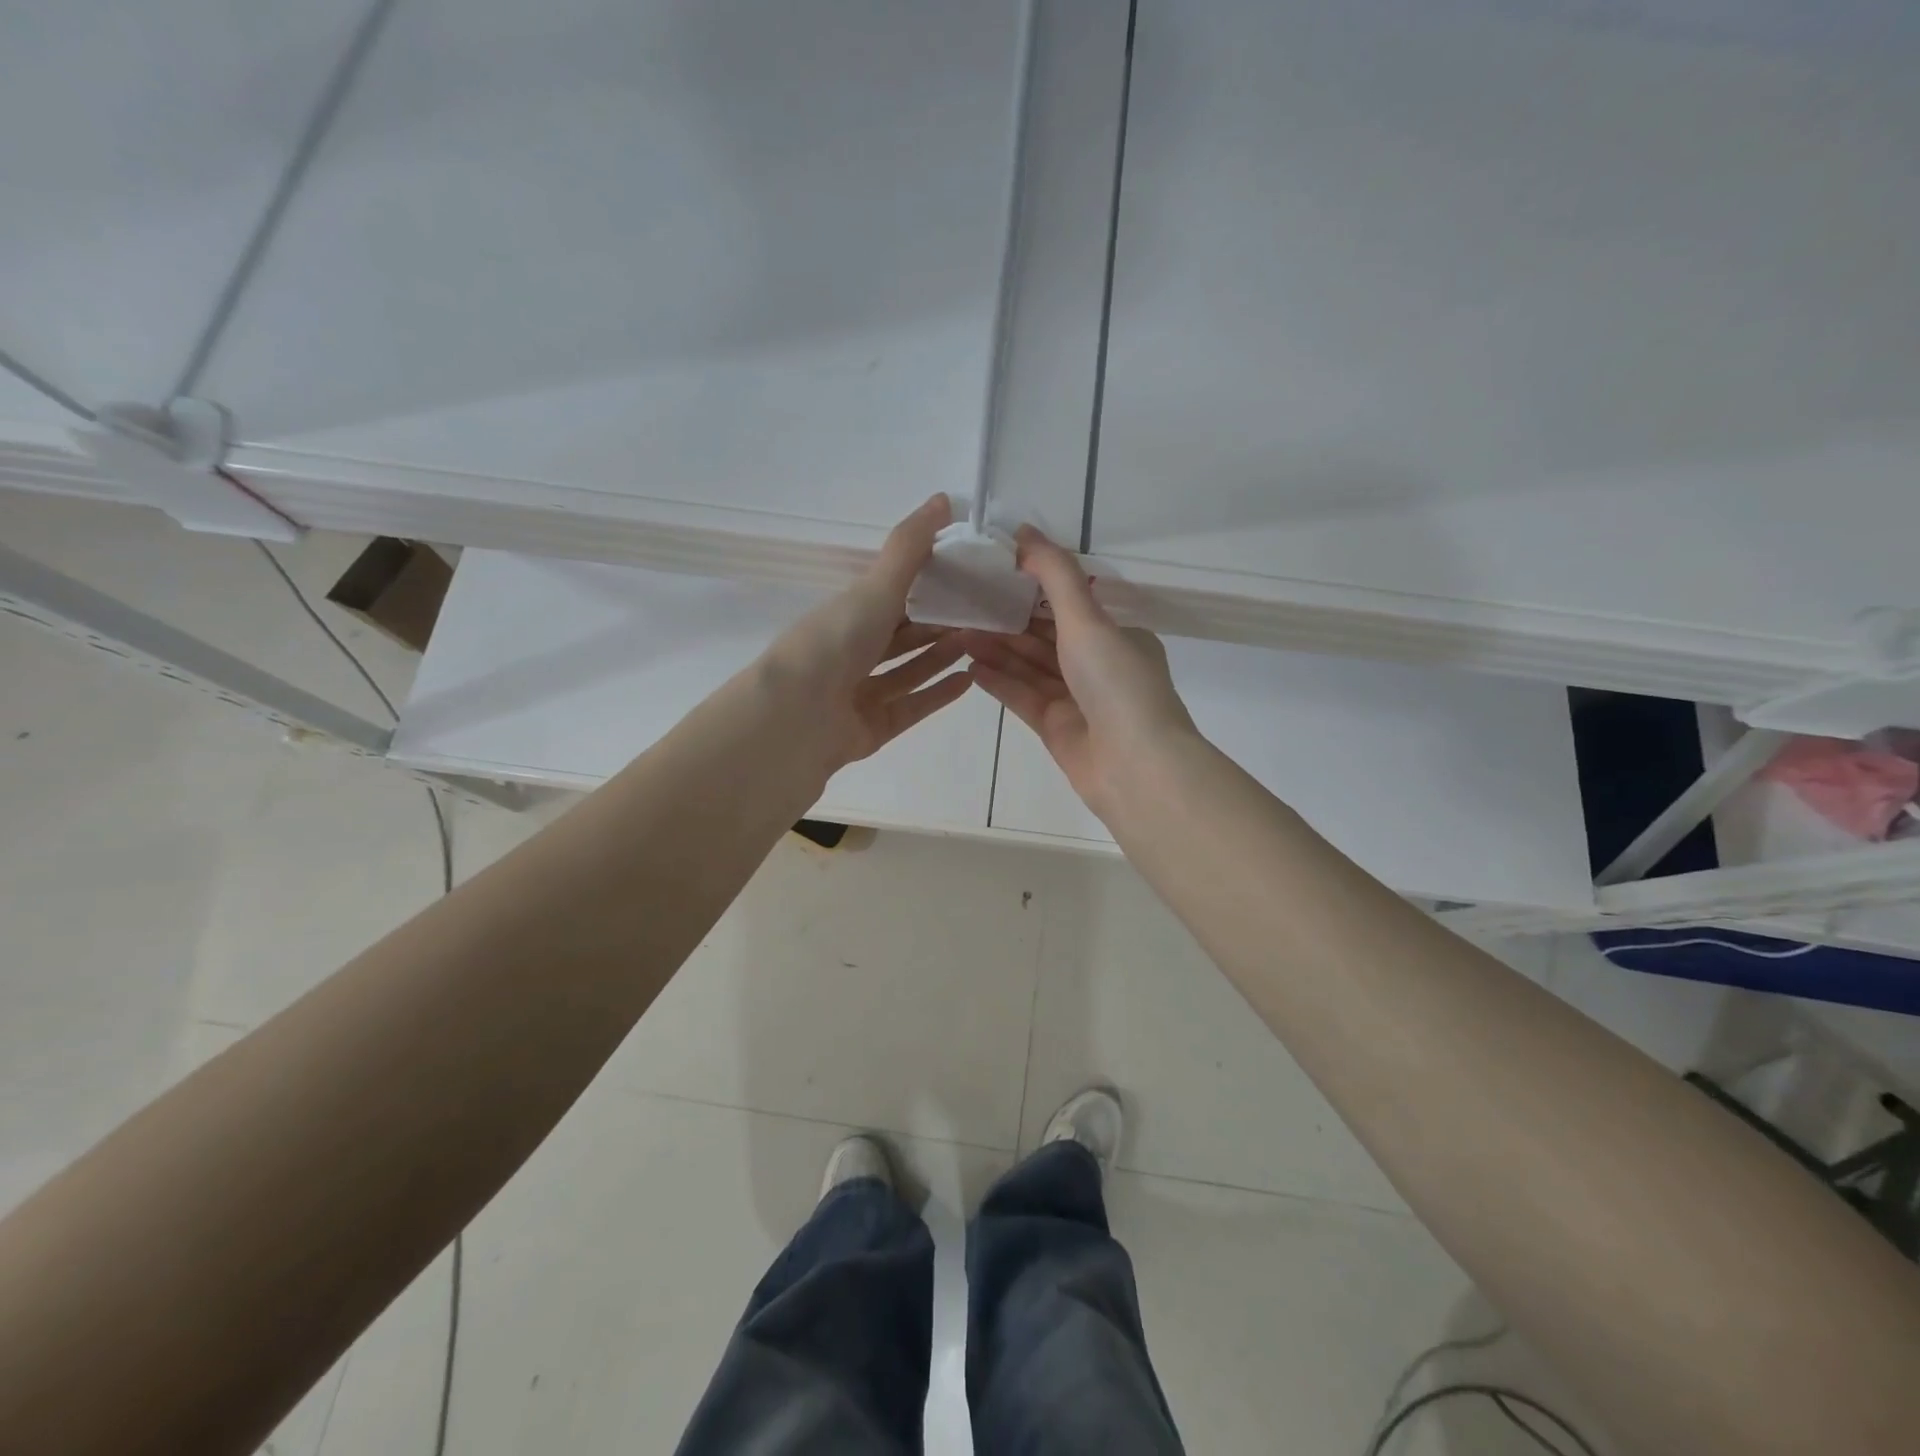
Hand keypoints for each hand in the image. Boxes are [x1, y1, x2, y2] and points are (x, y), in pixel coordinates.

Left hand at [761, 493, 973, 772]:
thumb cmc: (836, 642)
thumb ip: (910, 548)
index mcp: (845, 615)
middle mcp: (850, 652)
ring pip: (908, 671)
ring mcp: (859, 693)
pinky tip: (969, 680)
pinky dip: (938, 693)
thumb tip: (943, 498)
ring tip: (980, 641)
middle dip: (938, 624)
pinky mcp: (872, 728)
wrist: (797, 717)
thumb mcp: (875, 587)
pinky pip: (911, 706)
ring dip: (941, 656)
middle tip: (982, 612)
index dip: (925, 584)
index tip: (965, 575)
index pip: (889, 595)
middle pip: (901, 636)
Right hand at [959, 526, 1196, 817]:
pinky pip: (1022, 697)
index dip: (1032, 588)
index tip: (994, 573)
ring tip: (957, 632)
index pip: (1069, 605)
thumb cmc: (1116, 682)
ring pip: (1030, 666)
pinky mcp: (1056, 728)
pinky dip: (999, 682)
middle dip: (1007, 620)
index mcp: (1117, 635)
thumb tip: (1024, 531)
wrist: (1134, 766)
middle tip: (963, 603)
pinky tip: (969, 666)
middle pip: (1044, 636)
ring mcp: (1077, 699)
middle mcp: (1098, 665)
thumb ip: (1055, 575)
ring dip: (997, 649)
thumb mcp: (1087, 619)